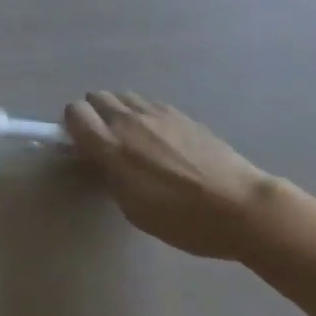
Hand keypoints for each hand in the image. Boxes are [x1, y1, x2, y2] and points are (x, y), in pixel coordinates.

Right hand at [64, 92, 277, 259]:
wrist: (242, 207)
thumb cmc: (184, 220)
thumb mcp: (135, 209)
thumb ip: (111, 176)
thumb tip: (103, 159)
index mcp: (111, 145)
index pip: (74, 112)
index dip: (73, 125)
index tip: (83, 145)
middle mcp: (128, 120)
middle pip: (95, 97)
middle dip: (94, 115)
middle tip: (107, 142)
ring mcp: (156, 112)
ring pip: (122, 96)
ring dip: (119, 111)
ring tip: (134, 138)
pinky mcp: (179, 112)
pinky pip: (148, 103)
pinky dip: (144, 114)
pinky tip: (161, 138)